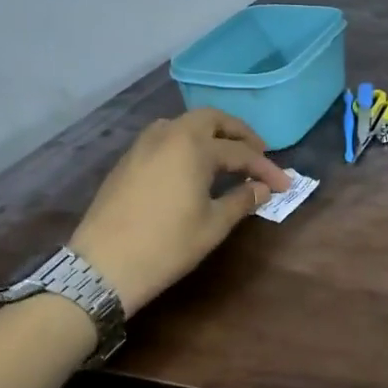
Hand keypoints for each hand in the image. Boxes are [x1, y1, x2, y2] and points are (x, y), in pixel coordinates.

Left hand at [69, 109, 291, 313]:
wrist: (102, 268)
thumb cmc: (167, 245)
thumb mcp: (213, 225)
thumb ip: (242, 200)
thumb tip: (262, 189)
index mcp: (193, 147)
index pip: (241, 152)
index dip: (266, 168)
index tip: (285, 184)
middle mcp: (168, 136)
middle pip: (210, 119)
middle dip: (238, 133)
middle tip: (257, 153)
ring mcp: (142, 147)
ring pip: (183, 125)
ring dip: (209, 134)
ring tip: (226, 157)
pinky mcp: (126, 162)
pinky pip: (164, 139)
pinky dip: (186, 145)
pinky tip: (193, 168)